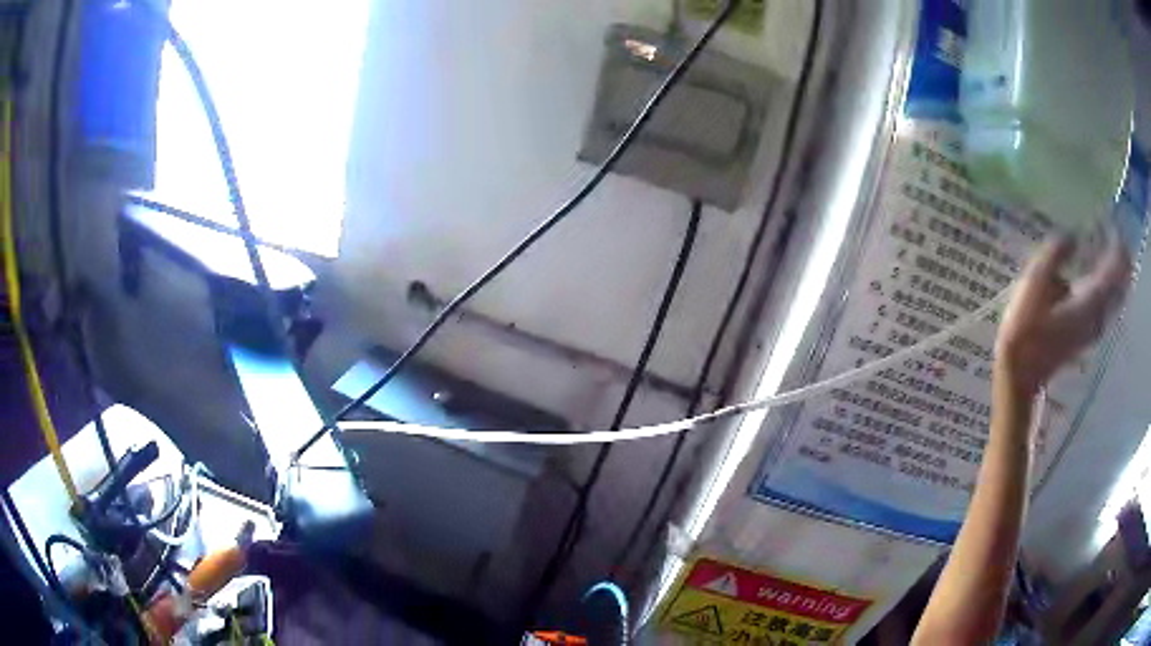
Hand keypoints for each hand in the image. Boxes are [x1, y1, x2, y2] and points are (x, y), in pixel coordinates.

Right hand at [996, 233, 1131, 396]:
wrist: (1021, 374)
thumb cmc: (1026, 327)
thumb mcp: (1035, 281)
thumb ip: (1056, 253)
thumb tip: (1071, 236)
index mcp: (1091, 298)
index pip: (1115, 267)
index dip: (1117, 243)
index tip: (1111, 222)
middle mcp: (1100, 314)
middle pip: (1122, 284)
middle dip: (1121, 258)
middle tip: (1113, 234)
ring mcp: (1096, 327)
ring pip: (1117, 296)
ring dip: (1117, 274)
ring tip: (1108, 251)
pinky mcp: (1089, 333)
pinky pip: (1109, 306)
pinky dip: (1110, 288)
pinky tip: (1100, 277)